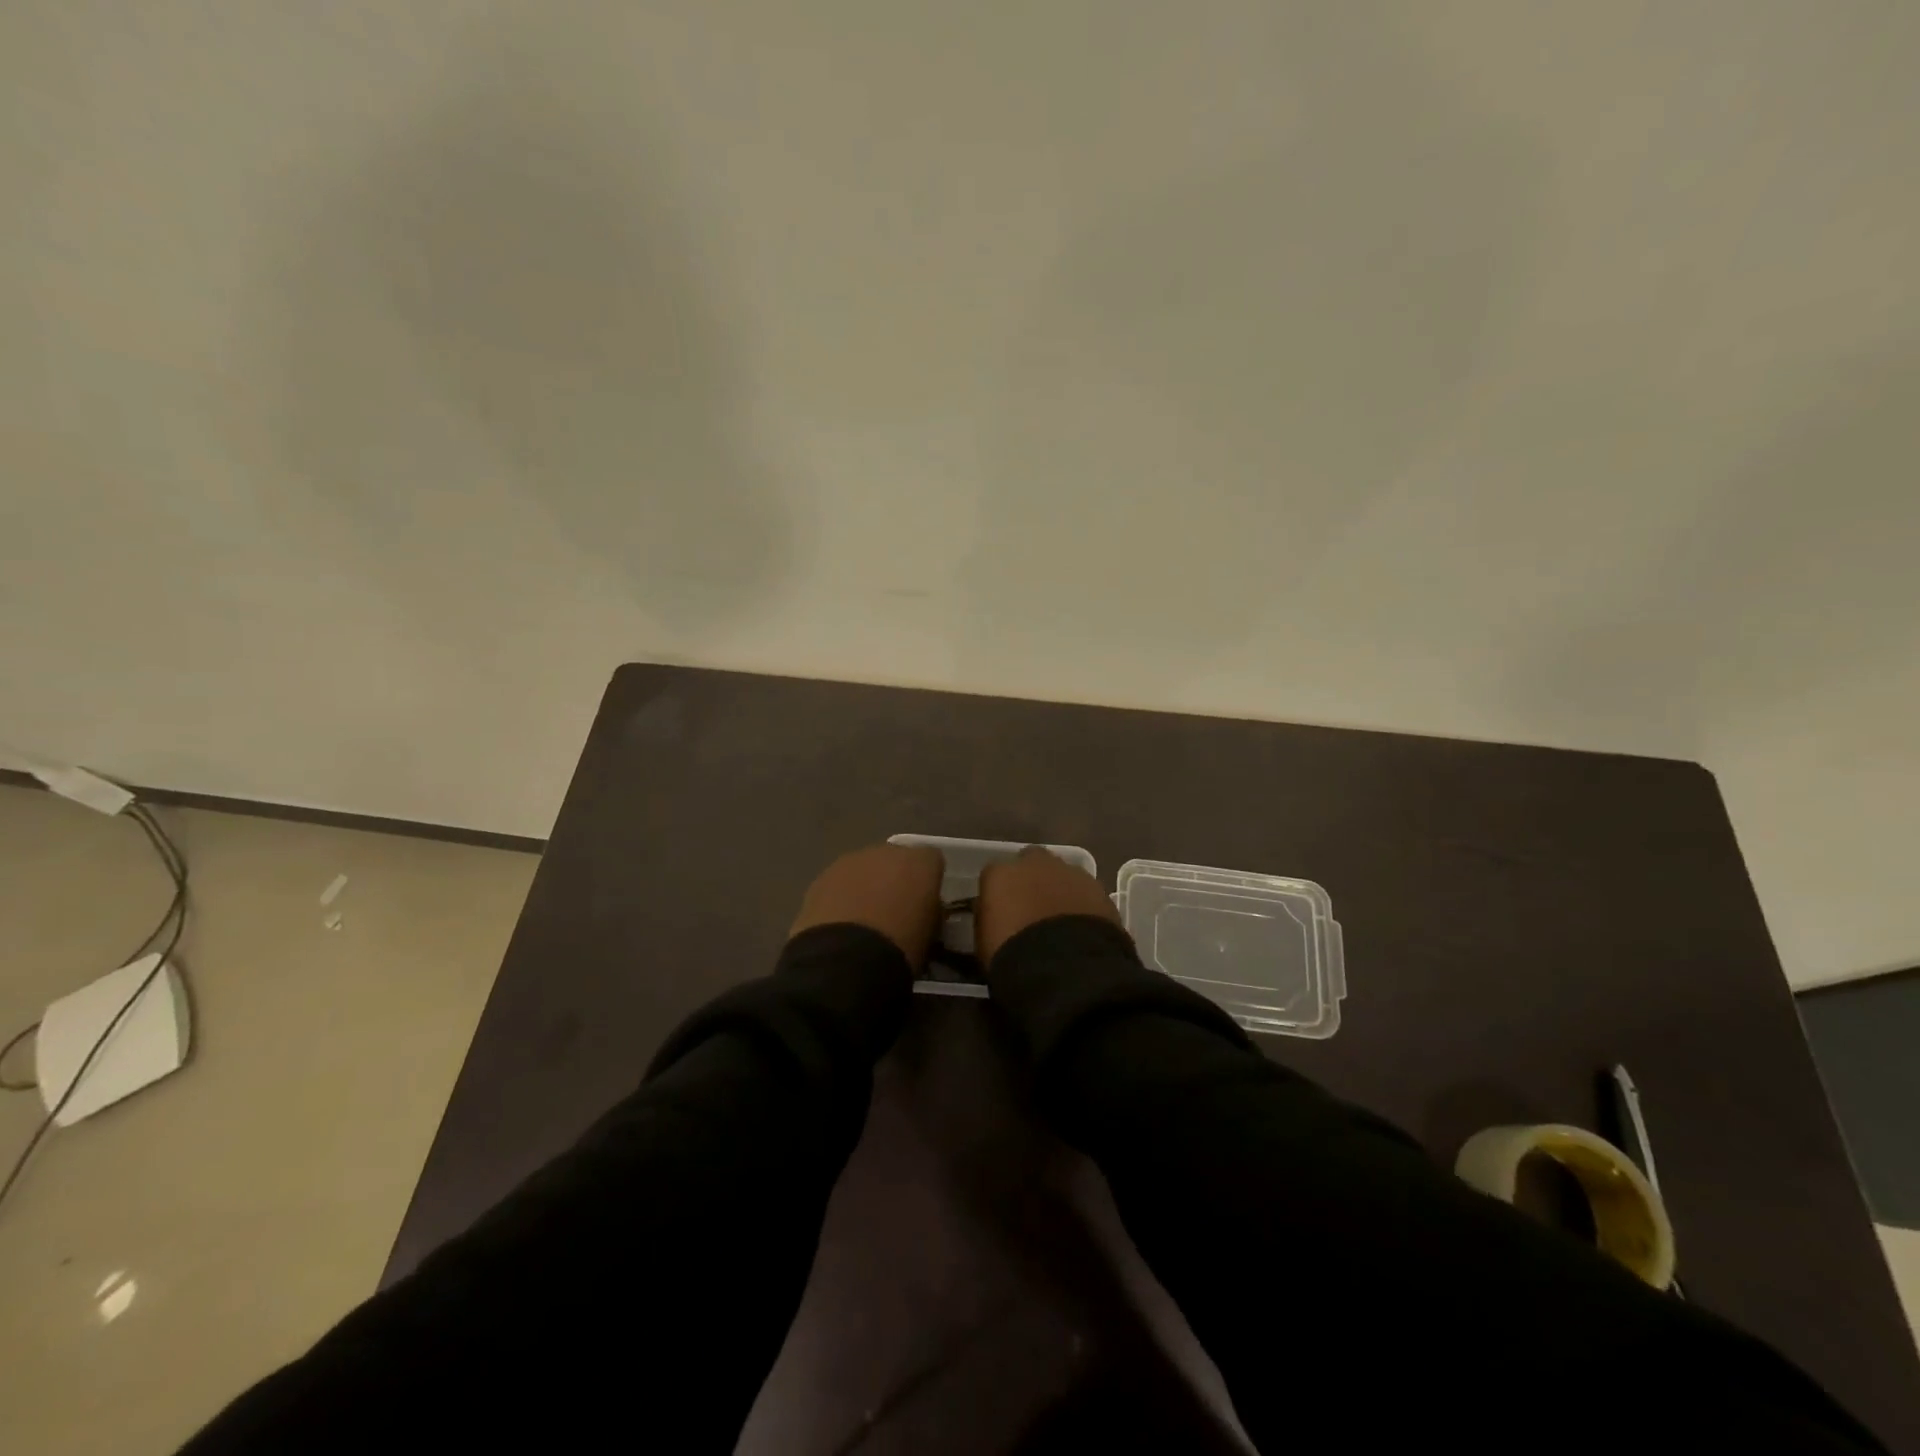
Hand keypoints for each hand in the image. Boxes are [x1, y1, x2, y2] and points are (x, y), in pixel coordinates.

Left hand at [789, 843, 945, 968]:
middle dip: (894, 879)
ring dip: (865, 886)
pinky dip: (841, 897)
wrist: (847, 959)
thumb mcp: (931, 933)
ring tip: (862, 920)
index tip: (924, 904)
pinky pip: (839, 882)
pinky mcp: (822, 877)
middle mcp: (887, 852)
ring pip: (864, 869)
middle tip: (893, 911)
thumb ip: (930, 911)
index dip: (928, 882)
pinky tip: (840, 924)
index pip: (932, 861)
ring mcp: (851, 861)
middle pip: (895, 860)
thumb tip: (924, 910)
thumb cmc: (901, 947)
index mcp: (921, 862)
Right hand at [976, 845, 1121, 967]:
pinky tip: (1083, 927)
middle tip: (1034, 909)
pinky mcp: (1098, 888)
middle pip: (1032, 862)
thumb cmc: (1012, 956)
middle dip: (1033, 880)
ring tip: (1062, 921)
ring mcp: (1070, 872)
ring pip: (1062, 874)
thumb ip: (990, 919)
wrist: (1063, 967)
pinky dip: (1083, 904)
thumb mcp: (985, 940)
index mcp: (999, 874)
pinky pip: (1086, 891)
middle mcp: (1034, 863)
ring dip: (1060, 890)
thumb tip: (996, 916)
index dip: (999, 893)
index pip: (994, 875)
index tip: (1002, 913)